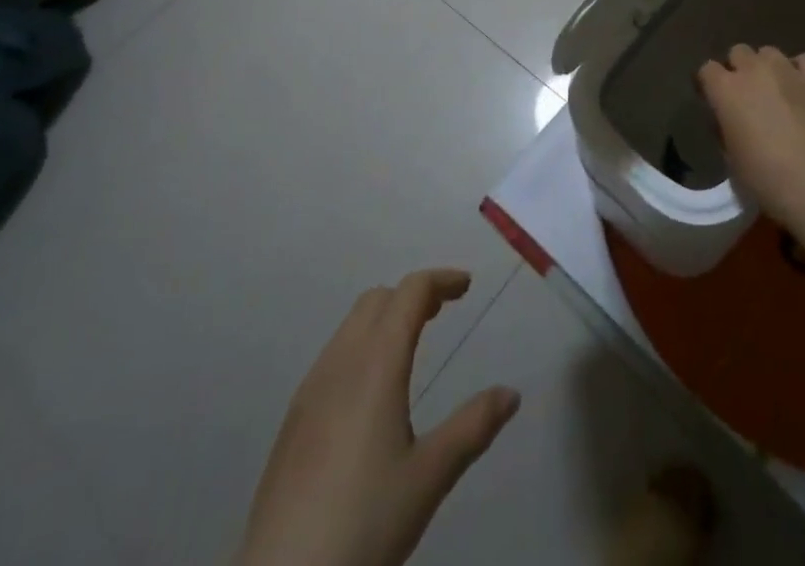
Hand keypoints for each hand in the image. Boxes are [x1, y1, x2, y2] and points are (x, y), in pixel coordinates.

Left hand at [240, 269, 519, 565]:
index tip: (466, 286)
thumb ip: (472, 428)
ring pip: (351, 326)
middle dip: (412, 295)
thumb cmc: (363, 524)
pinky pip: (333, 356)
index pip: (410, 292)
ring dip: (385, 319)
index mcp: (376, 364)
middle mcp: (340, 362)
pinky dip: (362, 346)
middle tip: (442, 312)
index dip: (440, 280)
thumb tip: (511, 393)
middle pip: (377, 300)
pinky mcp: (293, 421)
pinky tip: (371, 393)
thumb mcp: (429, 478)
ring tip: (411, 346)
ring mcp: (310, 390)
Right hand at [697, 44, 804, 221]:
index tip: (714, 100)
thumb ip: (724, 128)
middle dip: (739, 69)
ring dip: (768, 68)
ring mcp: (787, 69)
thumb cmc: (764, 178)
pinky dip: (800, 70)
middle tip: (747, 95)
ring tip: (777, 90)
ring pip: (769, 53)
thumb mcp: (730, 158)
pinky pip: (804, 60)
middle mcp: (753, 70)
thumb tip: (729, 118)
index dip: (710, 84)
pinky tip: (803, 87)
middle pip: (738, 52)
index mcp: (725, 89)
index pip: (707, 70)